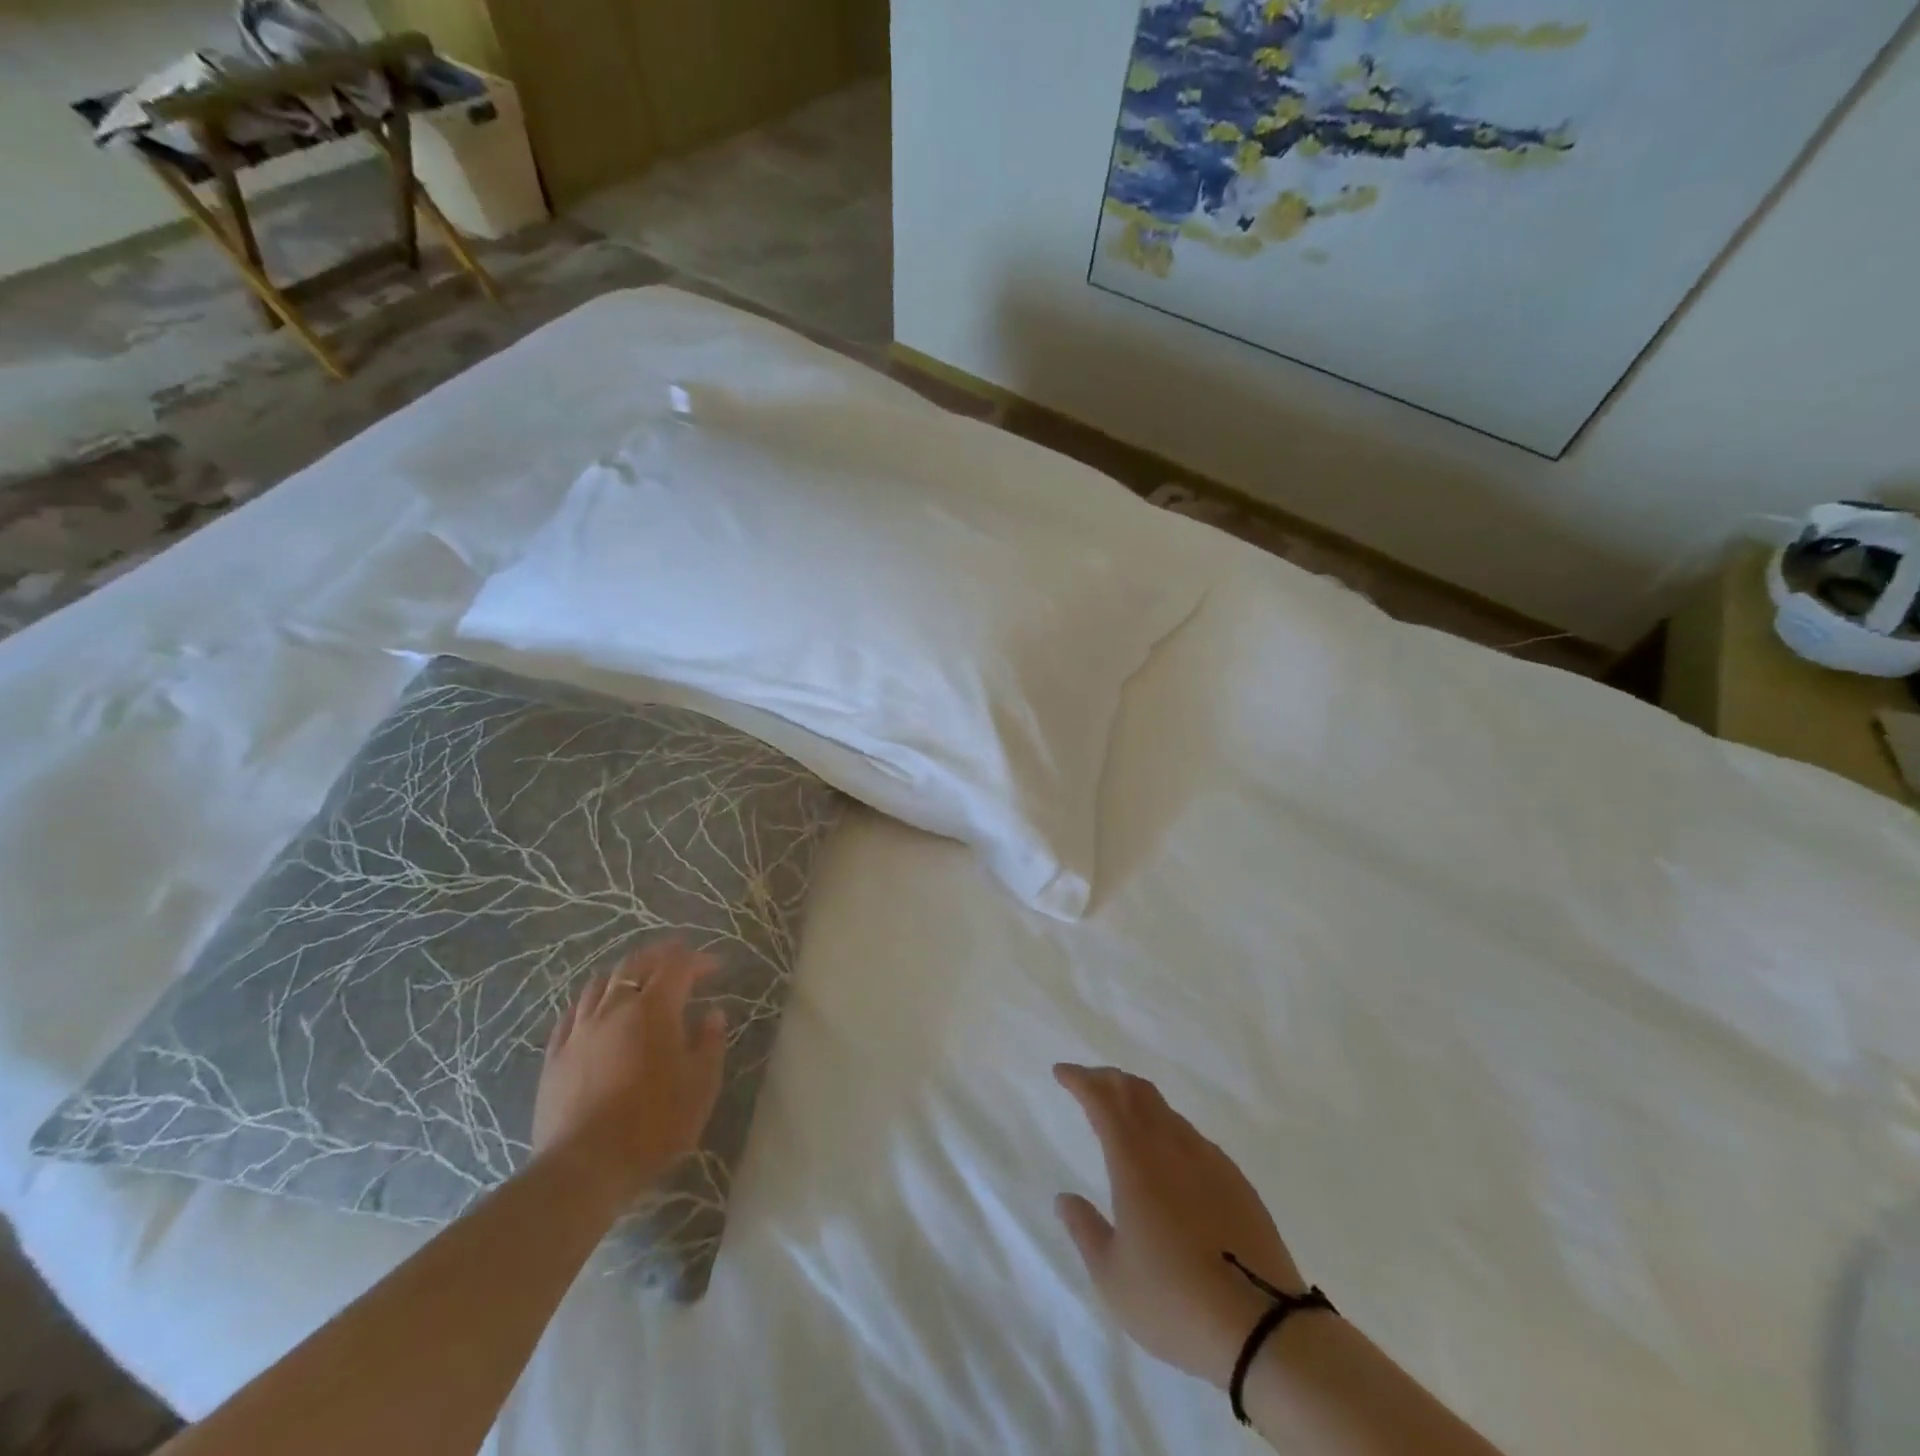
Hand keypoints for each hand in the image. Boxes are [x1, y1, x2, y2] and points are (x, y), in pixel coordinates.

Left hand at [532, 940, 727, 1199]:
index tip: (716, 966)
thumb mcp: (700, 1086)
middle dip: (660, 954)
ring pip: (599, 983)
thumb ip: (710, 1044)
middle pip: (636, 965)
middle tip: (678, 954)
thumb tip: (713, 1014)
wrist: (583, 1168)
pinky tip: (595, 1008)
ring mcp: (580, 1030)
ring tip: (637, 978)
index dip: (698, 960)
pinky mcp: (555, 1055)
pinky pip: (572, 1013)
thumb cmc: (653, 1125)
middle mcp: (614, 1008)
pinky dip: (591, 1000)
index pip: (678, 967)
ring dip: (624, 973)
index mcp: (654, 1010)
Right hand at [1054, 1063, 1304, 1388]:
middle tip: (1088, 1083)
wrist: (1264, 1327)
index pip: (1102, 1100)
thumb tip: (1065, 1198)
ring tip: (1124, 1114)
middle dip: (1108, 1080)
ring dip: (1138, 1101)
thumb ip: (1085, 1230)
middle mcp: (1170, 1147)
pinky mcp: (1235, 1180)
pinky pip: (1192, 1136)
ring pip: (1166, 1110)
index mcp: (1134, 1161)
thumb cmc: (1174, 1301)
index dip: (1080, 1080)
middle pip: (1136, 1091)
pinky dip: (1168, 1128)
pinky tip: (1168, 1155)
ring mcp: (1208, 1159)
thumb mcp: (1112, 1277)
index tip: (1062, 1072)